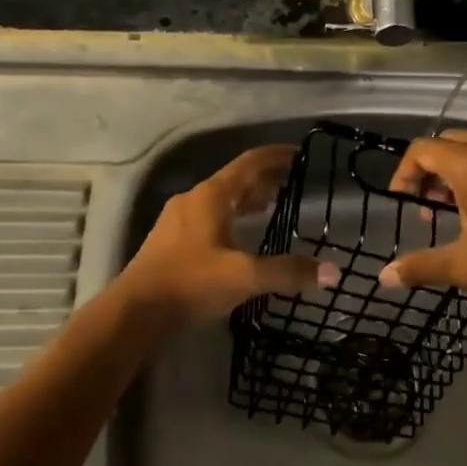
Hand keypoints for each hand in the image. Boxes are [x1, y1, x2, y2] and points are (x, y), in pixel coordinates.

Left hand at [121, 145, 338, 322]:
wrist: (135, 311)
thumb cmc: (191, 283)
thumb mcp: (245, 277)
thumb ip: (288, 272)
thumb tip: (332, 272)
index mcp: (212, 196)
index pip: (249, 163)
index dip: (275, 156)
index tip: (298, 154)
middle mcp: (194, 199)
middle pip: (234, 179)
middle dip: (263, 179)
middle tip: (290, 184)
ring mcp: (178, 219)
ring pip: (219, 199)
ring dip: (245, 199)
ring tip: (269, 207)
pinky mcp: (169, 240)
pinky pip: (208, 216)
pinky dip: (230, 216)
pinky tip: (237, 237)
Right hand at [382, 125, 466, 318]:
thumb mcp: (465, 266)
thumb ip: (421, 266)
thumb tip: (384, 278)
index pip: (421, 150)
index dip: (405, 173)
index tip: (405, 201)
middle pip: (448, 142)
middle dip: (432, 170)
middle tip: (432, 207)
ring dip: (462, 165)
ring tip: (464, 204)